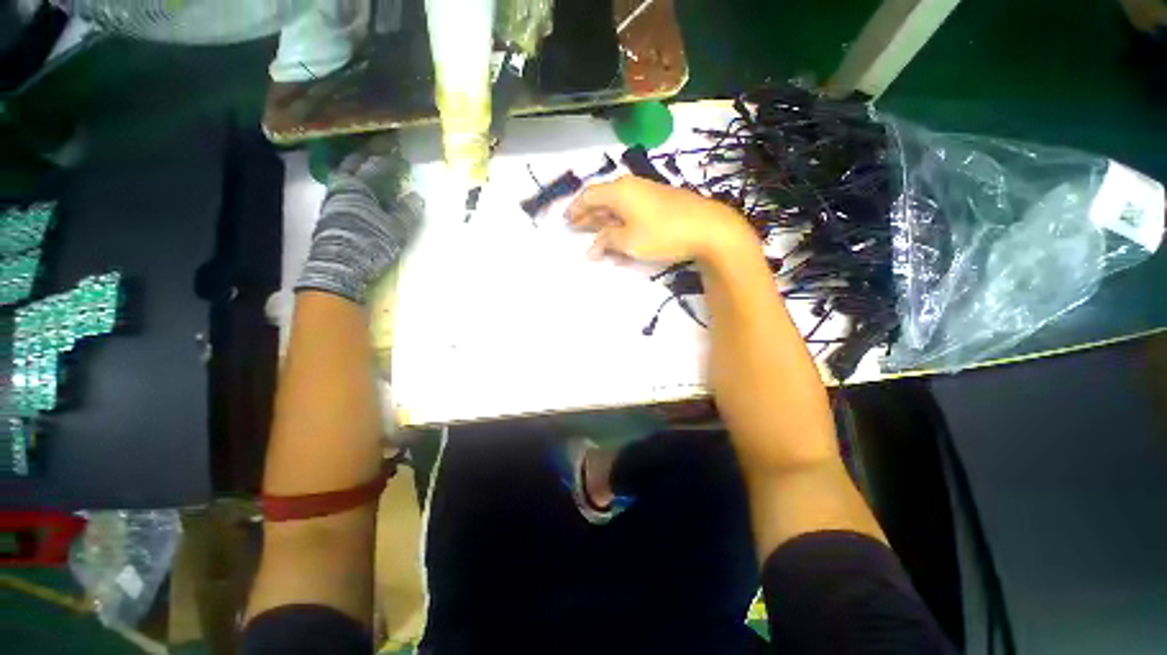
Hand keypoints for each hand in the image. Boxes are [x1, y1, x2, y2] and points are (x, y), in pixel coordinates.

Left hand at [296, 140, 422, 304]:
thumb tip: (416, 197)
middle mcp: (342, 188)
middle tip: (378, 150)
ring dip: (356, 168)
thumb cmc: (370, 242)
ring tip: (367, 166)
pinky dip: (353, 184)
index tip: (400, 154)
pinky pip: (342, 189)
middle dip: (366, 155)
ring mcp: (333, 200)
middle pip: (353, 164)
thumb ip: (407, 212)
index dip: (389, 159)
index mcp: (359, 187)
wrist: (339, 266)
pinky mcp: (330, 214)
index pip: (376, 166)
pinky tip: (359, 191)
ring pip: (344, 176)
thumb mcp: (396, 229)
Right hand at [566, 176, 754, 264]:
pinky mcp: (661, 203)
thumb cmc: (662, 233)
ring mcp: (648, 194)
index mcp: (619, 191)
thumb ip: (607, 242)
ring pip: (618, 207)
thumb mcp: (629, 241)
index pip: (589, 196)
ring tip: (596, 238)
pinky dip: (622, 226)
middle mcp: (631, 187)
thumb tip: (591, 249)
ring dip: (605, 222)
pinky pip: (633, 212)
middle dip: (588, 215)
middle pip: (603, 200)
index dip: (575, 208)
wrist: (708, 228)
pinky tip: (621, 241)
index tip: (565, 220)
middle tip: (576, 228)